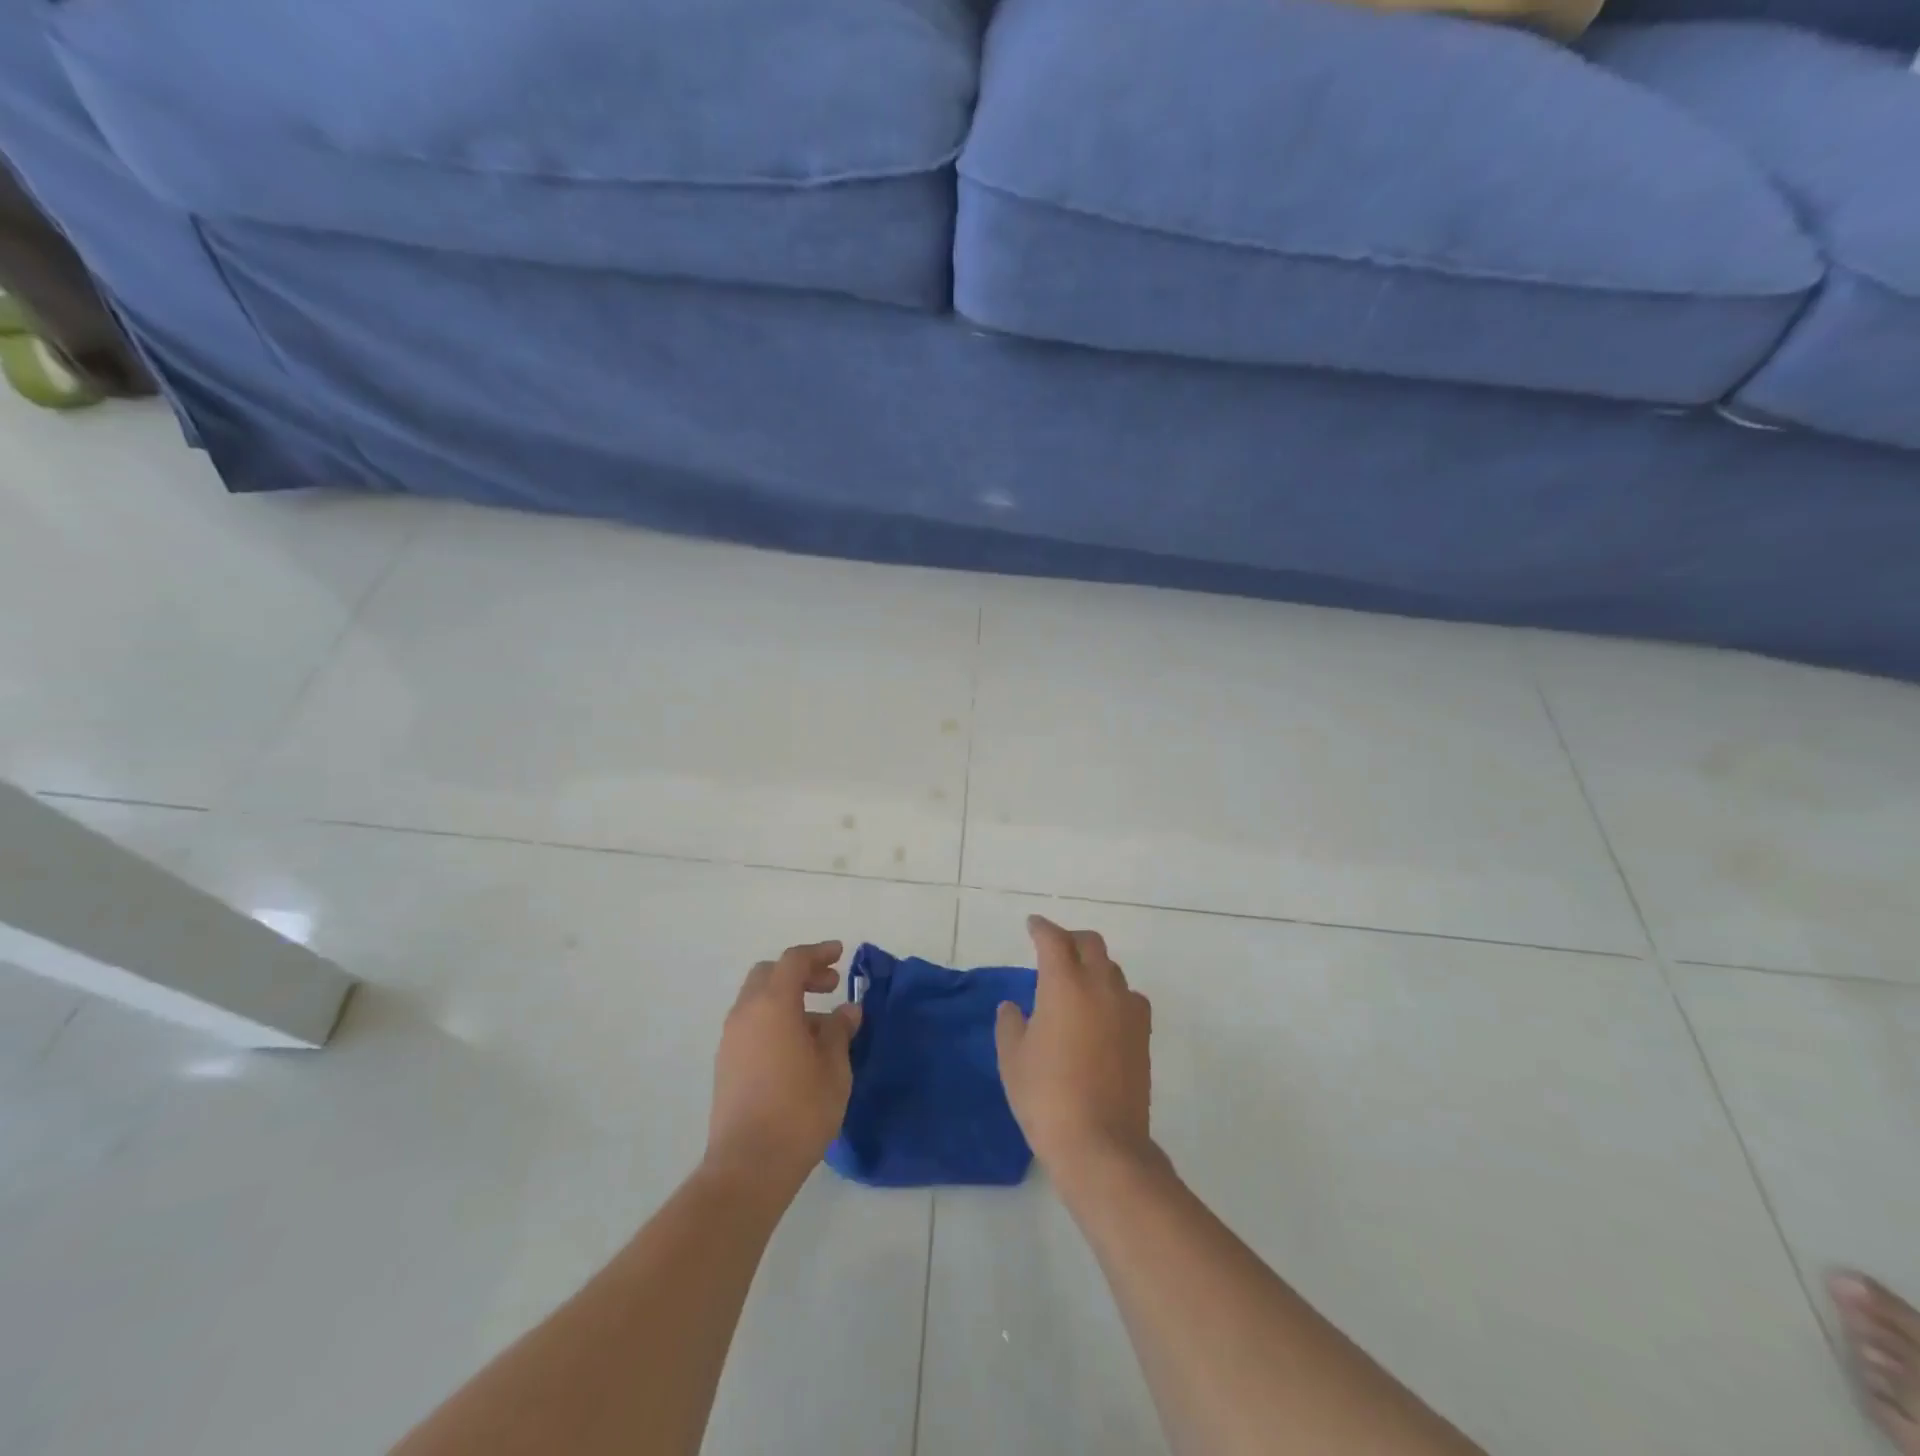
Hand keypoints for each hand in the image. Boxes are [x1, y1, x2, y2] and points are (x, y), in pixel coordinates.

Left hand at [705, 941, 863, 1191]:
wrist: (748, 1166)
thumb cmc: (800, 1110)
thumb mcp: (834, 1067)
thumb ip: (840, 1031)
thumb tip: (847, 1010)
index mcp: (773, 1004)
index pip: (794, 961)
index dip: (818, 953)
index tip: (841, 954)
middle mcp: (746, 1014)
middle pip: (770, 974)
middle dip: (800, 973)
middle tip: (830, 986)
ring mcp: (730, 1040)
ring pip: (758, 1001)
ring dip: (787, 999)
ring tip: (821, 1026)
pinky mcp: (725, 1065)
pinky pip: (752, 1025)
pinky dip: (775, 1021)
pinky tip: (798, 1049)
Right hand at [995, 916, 1155, 1179]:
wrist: (1101, 1144)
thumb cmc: (1046, 1096)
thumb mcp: (1013, 1059)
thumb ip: (1011, 1025)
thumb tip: (1013, 1008)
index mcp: (1065, 984)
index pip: (1054, 939)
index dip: (1041, 928)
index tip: (1032, 925)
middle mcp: (1100, 986)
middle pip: (1090, 944)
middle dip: (1071, 939)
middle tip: (1053, 949)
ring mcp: (1127, 1010)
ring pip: (1112, 969)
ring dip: (1094, 965)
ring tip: (1077, 983)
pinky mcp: (1143, 1035)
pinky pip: (1129, 997)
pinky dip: (1113, 993)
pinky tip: (1102, 1013)